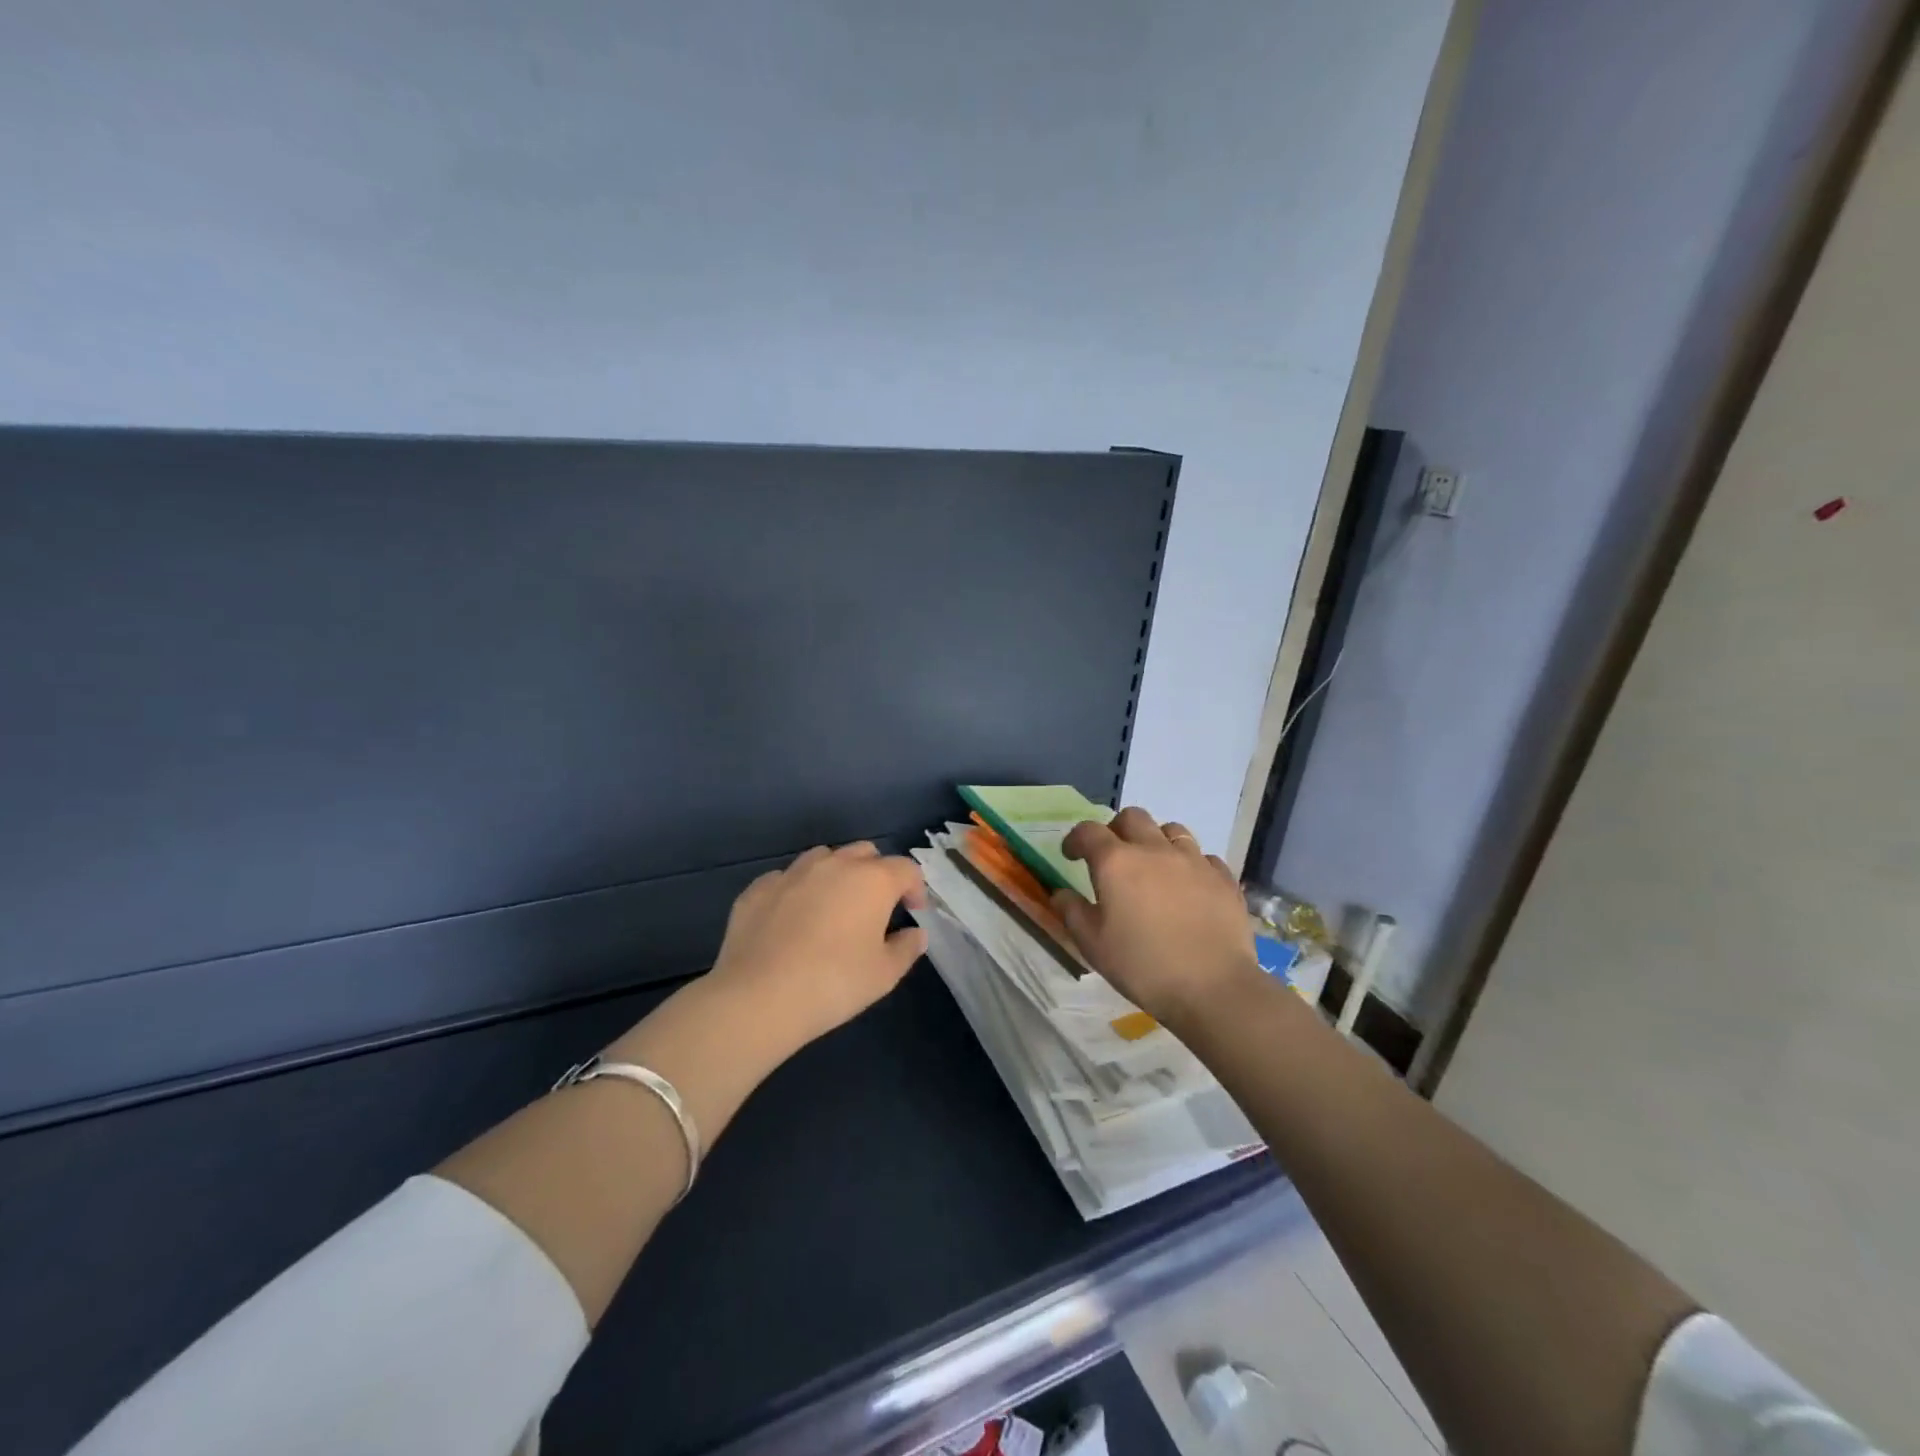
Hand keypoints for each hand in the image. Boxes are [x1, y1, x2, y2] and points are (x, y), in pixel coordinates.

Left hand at [708, 842, 928, 1048]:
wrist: (759, 996)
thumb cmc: (834, 983)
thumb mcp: (884, 974)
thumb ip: (906, 948)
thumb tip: (916, 934)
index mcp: (872, 880)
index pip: (906, 868)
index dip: (915, 887)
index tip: (914, 911)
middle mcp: (834, 864)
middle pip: (865, 853)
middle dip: (876, 873)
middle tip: (875, 906)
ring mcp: (792, 872)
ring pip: (823, 858)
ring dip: (835, 874)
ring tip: (832, 906)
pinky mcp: (758, 888)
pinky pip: (786, 879)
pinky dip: (797, 891)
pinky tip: (791, 918)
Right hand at [1050, 807, 1262, 1028]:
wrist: (1213, 987)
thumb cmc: (1143, 966)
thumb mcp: (1093, 945)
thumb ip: (1072, 912)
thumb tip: (1061, 893)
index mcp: (1116, 862)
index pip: (1088, 831)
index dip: (1075, 839)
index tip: (1071, 855)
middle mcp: (1154, 849)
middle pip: (1133, 818)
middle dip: (1117, 829)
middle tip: (1113, 855)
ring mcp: (1193, 860)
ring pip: (1171, 829)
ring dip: (1156, 840)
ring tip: (1154, 865)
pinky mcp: (1223, 877)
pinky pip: (1203, 857)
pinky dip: (1190, 864)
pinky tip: (1189, 886)